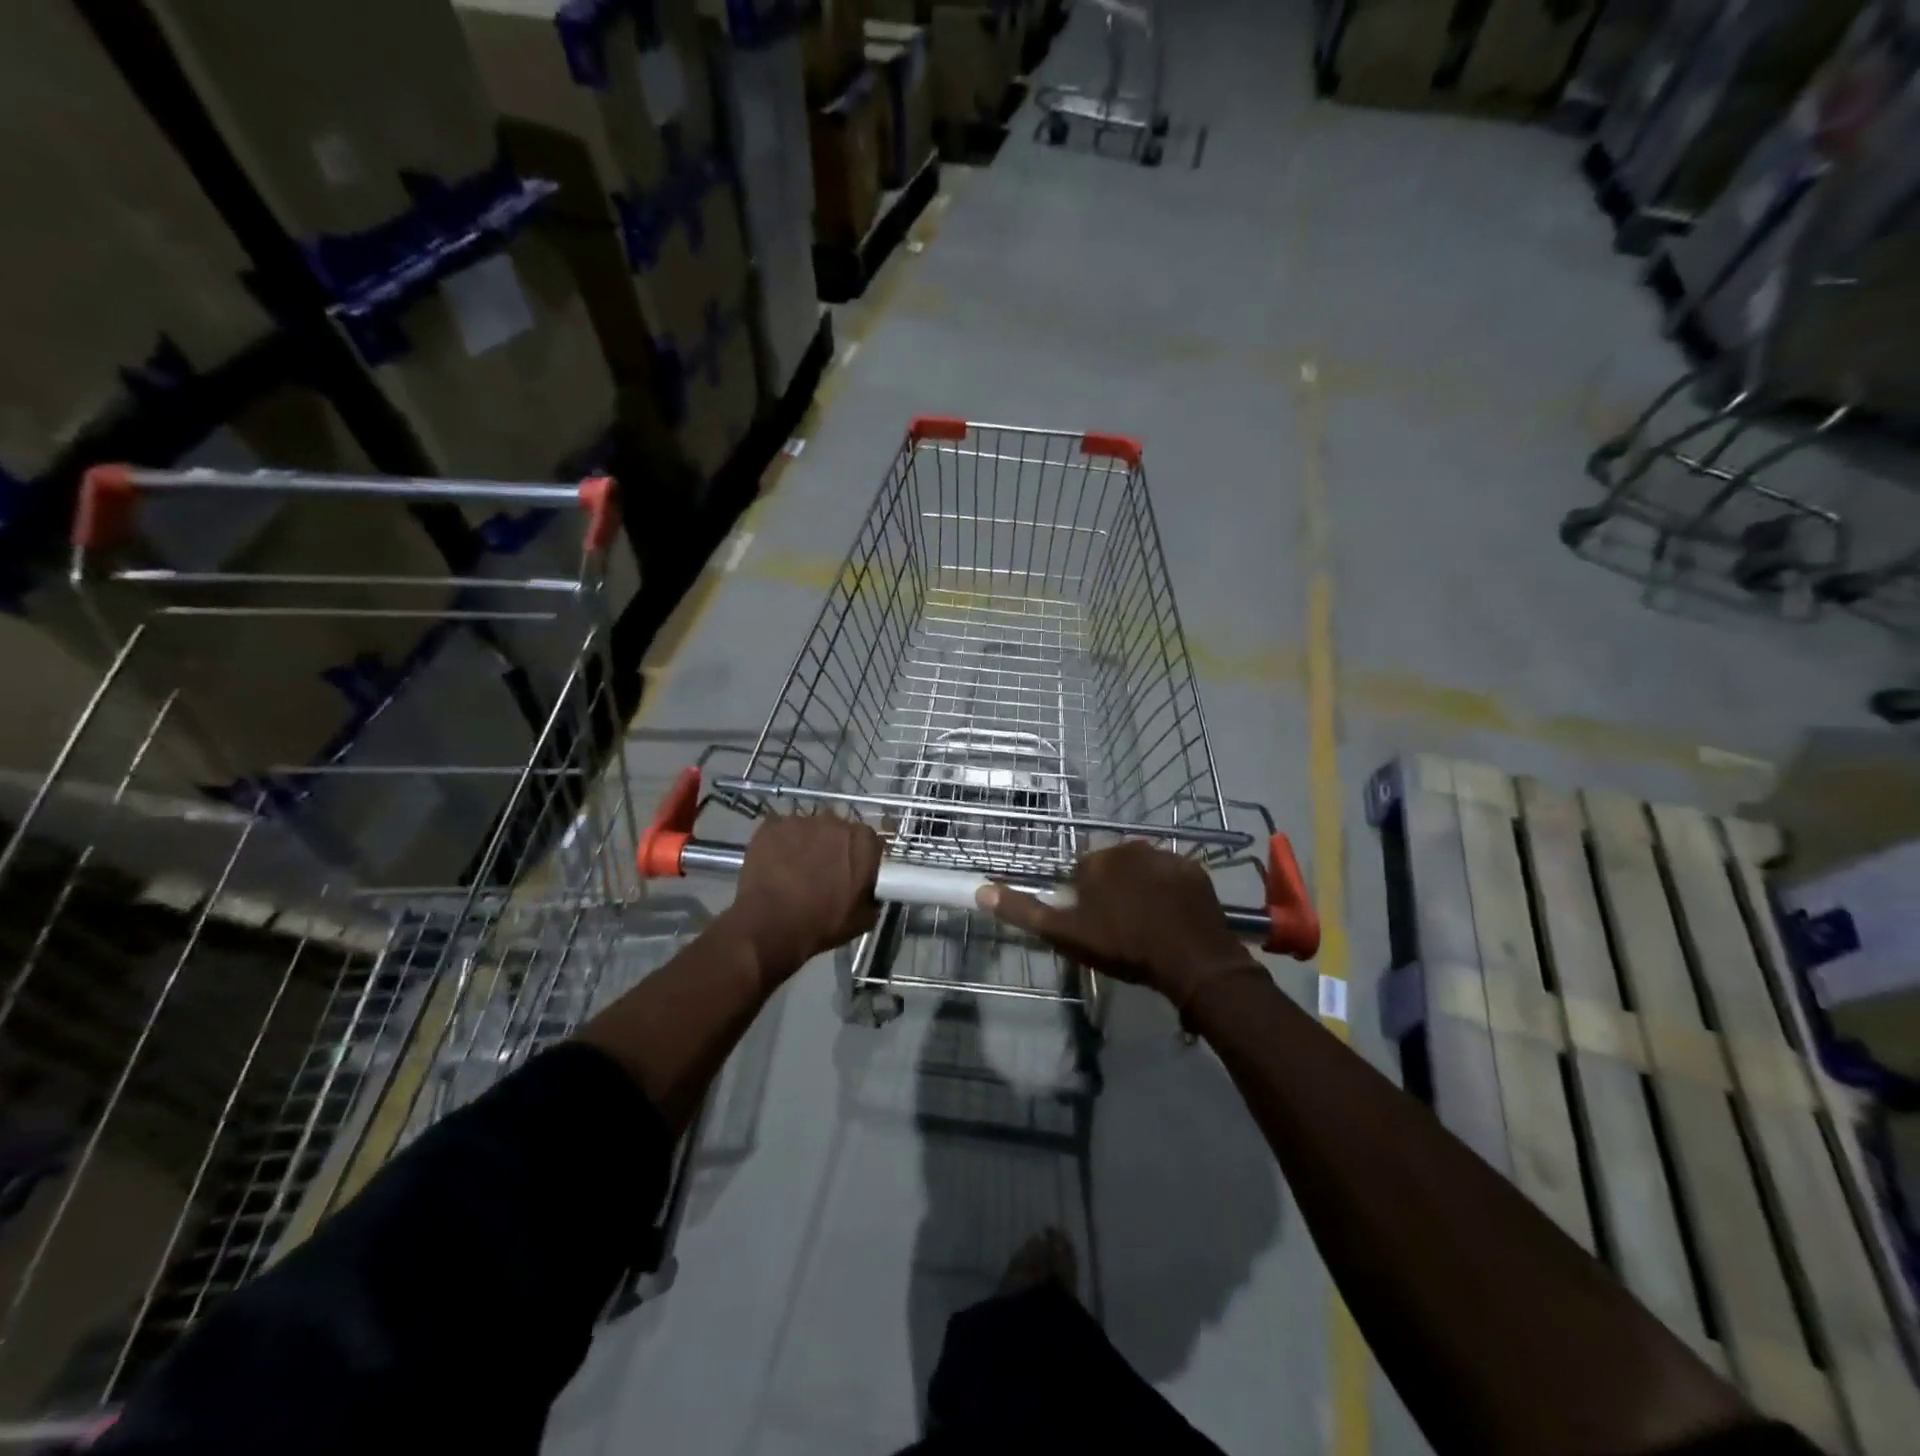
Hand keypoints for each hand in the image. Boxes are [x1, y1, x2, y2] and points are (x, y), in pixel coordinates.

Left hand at [725, 813, 882, 983]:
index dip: (861, 859)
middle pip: (838, 831)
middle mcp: (835, 822)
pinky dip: (779, 846)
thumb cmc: (821, 924)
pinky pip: (780, 833)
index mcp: (863, 841)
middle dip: (833, 848)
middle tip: (822, 874)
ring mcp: (800, 821)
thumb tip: (868, 892)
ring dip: (805, 845)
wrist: (769, 926)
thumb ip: (872, 896)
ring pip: (808, 830)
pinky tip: (773, 867)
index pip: (869, 842)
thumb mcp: (862, 920)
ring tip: (793, 872)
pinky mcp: (771, 826)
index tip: (852, 875)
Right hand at [976, 841, 1258, 1010]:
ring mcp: (1167, 857)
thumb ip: (1024, 911)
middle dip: (1112, 890)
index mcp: (1098, 859)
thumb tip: (981, 891)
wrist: (1192, 961)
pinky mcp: (1195, 871)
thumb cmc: (1123, 946)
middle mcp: (1131, 847)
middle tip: (1119, 928)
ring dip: (1141, 889)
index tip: (1094, 925)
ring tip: (1148, 926)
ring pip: (1143, 870)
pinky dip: (1169, 893)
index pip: (1081, 872)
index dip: (1084, 899)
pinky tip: (1172, 919)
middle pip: (1113, 868)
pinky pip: (1173, 877)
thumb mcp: (1066, 934)